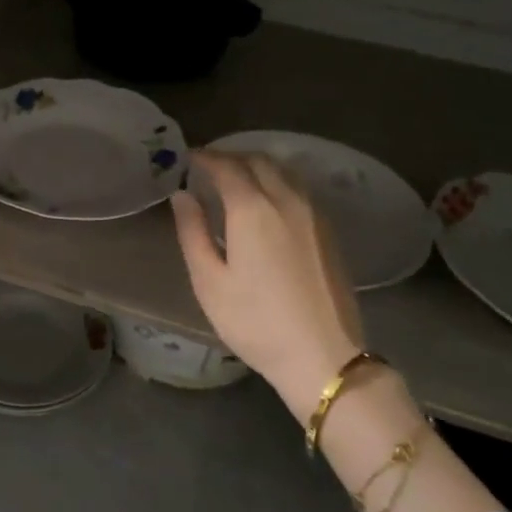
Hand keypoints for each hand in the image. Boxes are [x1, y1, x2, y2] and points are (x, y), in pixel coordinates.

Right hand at [171, 151, 364, 417]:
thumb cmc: (255, 322)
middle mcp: (287, 200)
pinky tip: (267, 200)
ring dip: (257, 165)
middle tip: (208, 166)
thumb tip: (183, 196)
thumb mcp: (209, 282)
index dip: (205, 158)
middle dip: (231, 157)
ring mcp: (313, 213)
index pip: (226, 167)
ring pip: (284, 171)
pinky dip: (277, 181)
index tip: (188, 158)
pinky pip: (299, 188)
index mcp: (253, 209)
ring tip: (236, 179)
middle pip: (259, 160)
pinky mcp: (328, 230)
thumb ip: (193, 232)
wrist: (323, 355)